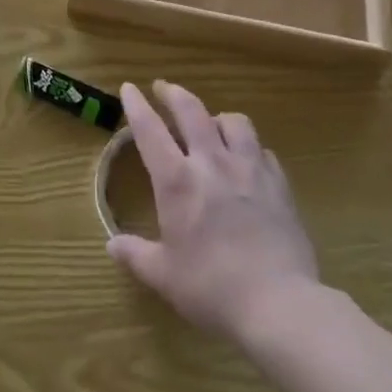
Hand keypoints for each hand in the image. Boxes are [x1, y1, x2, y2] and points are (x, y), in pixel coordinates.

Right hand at [108, 80, 321, 340]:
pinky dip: (249, 148)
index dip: (136, 105)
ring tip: (211, 124)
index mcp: (177, 180)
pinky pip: (262, 150)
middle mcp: (211, 162)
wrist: (280, 303)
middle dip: (174, 93)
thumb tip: (112, 244)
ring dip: (217, 116)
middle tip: (163, 88)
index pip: (150, 130)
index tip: (129, 88)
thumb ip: (136, 255)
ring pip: (234, 121)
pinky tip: (247, 160)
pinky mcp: (278, 184)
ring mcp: (249, 169)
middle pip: (191, 110)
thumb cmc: (213, 288)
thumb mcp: (165, 276)